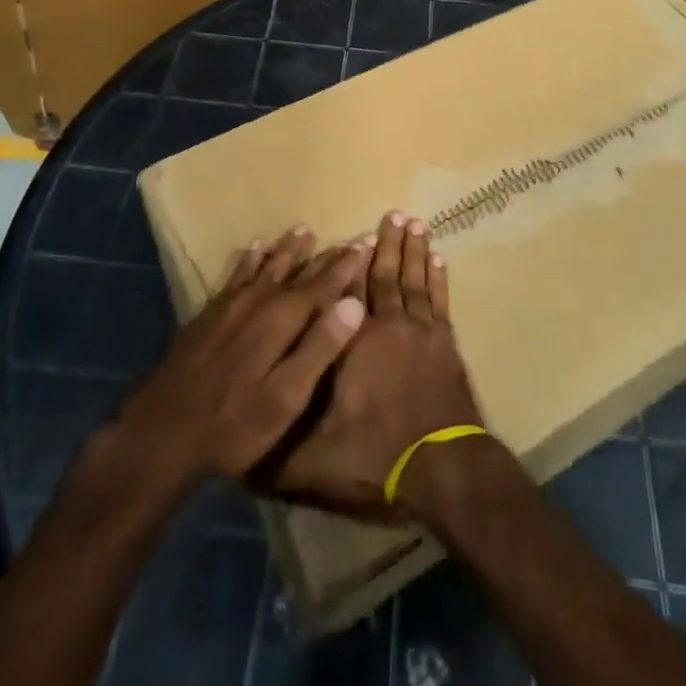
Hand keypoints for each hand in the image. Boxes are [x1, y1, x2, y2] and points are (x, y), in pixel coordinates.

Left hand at [104, 228, 367, 490]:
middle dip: (325, 256)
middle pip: (298, 272)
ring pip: (267, 267)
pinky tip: (253, 249)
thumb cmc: (233, 424)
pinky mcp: (208, 314)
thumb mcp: (286, 397)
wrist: (160, 432)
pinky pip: (236, 274)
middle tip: (347, 237)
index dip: (347, 265)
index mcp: (282, 320)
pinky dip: (249, 259)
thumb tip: (355, 303)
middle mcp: (259, 302)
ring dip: (287, 250)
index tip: (365, 241)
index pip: (324, 285)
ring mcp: (230, 305)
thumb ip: (320, 348)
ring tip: (303, 230)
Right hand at [251, 211, 482, 518]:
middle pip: (384, 275)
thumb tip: (239, 443)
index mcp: (352, 343)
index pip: (345, 292)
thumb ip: (277, 450)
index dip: (346, 264)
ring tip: (415, 222)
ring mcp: (421, 333)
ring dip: (413, 251)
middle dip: (385, 244)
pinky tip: (438, 259)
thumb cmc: (377, 458)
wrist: (444, 472)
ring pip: (413, 280)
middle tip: (392, 213)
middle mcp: (387, 326)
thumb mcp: (315, 462)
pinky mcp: (445, 345)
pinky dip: (438, 278)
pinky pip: (439, 300)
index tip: (348, 235)